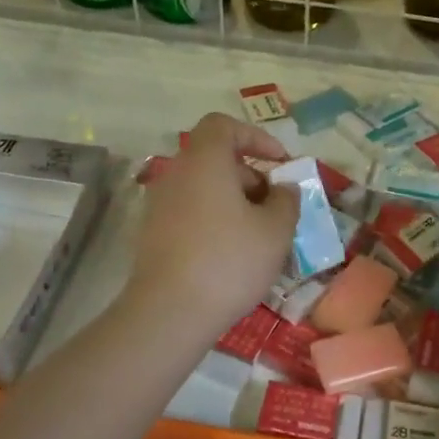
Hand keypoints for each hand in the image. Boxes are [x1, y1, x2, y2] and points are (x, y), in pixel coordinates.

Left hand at [125, 113, 298, 337]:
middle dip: (249, 175)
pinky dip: (214, 220)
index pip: (223, 125)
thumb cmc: (229, 262)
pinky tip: (232, 254)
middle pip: (214, 158)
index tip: (280, 163)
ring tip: (259, 235)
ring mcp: (158, 205)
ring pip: (203, 188)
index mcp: (203, 161)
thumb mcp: (276, 230)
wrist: (170, 313)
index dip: (255, 137)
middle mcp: (175, 174)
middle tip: (275, 206)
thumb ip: (287, 200)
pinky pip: (190, 212)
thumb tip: (283, 189)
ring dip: (233, 201)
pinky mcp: (152, 234)